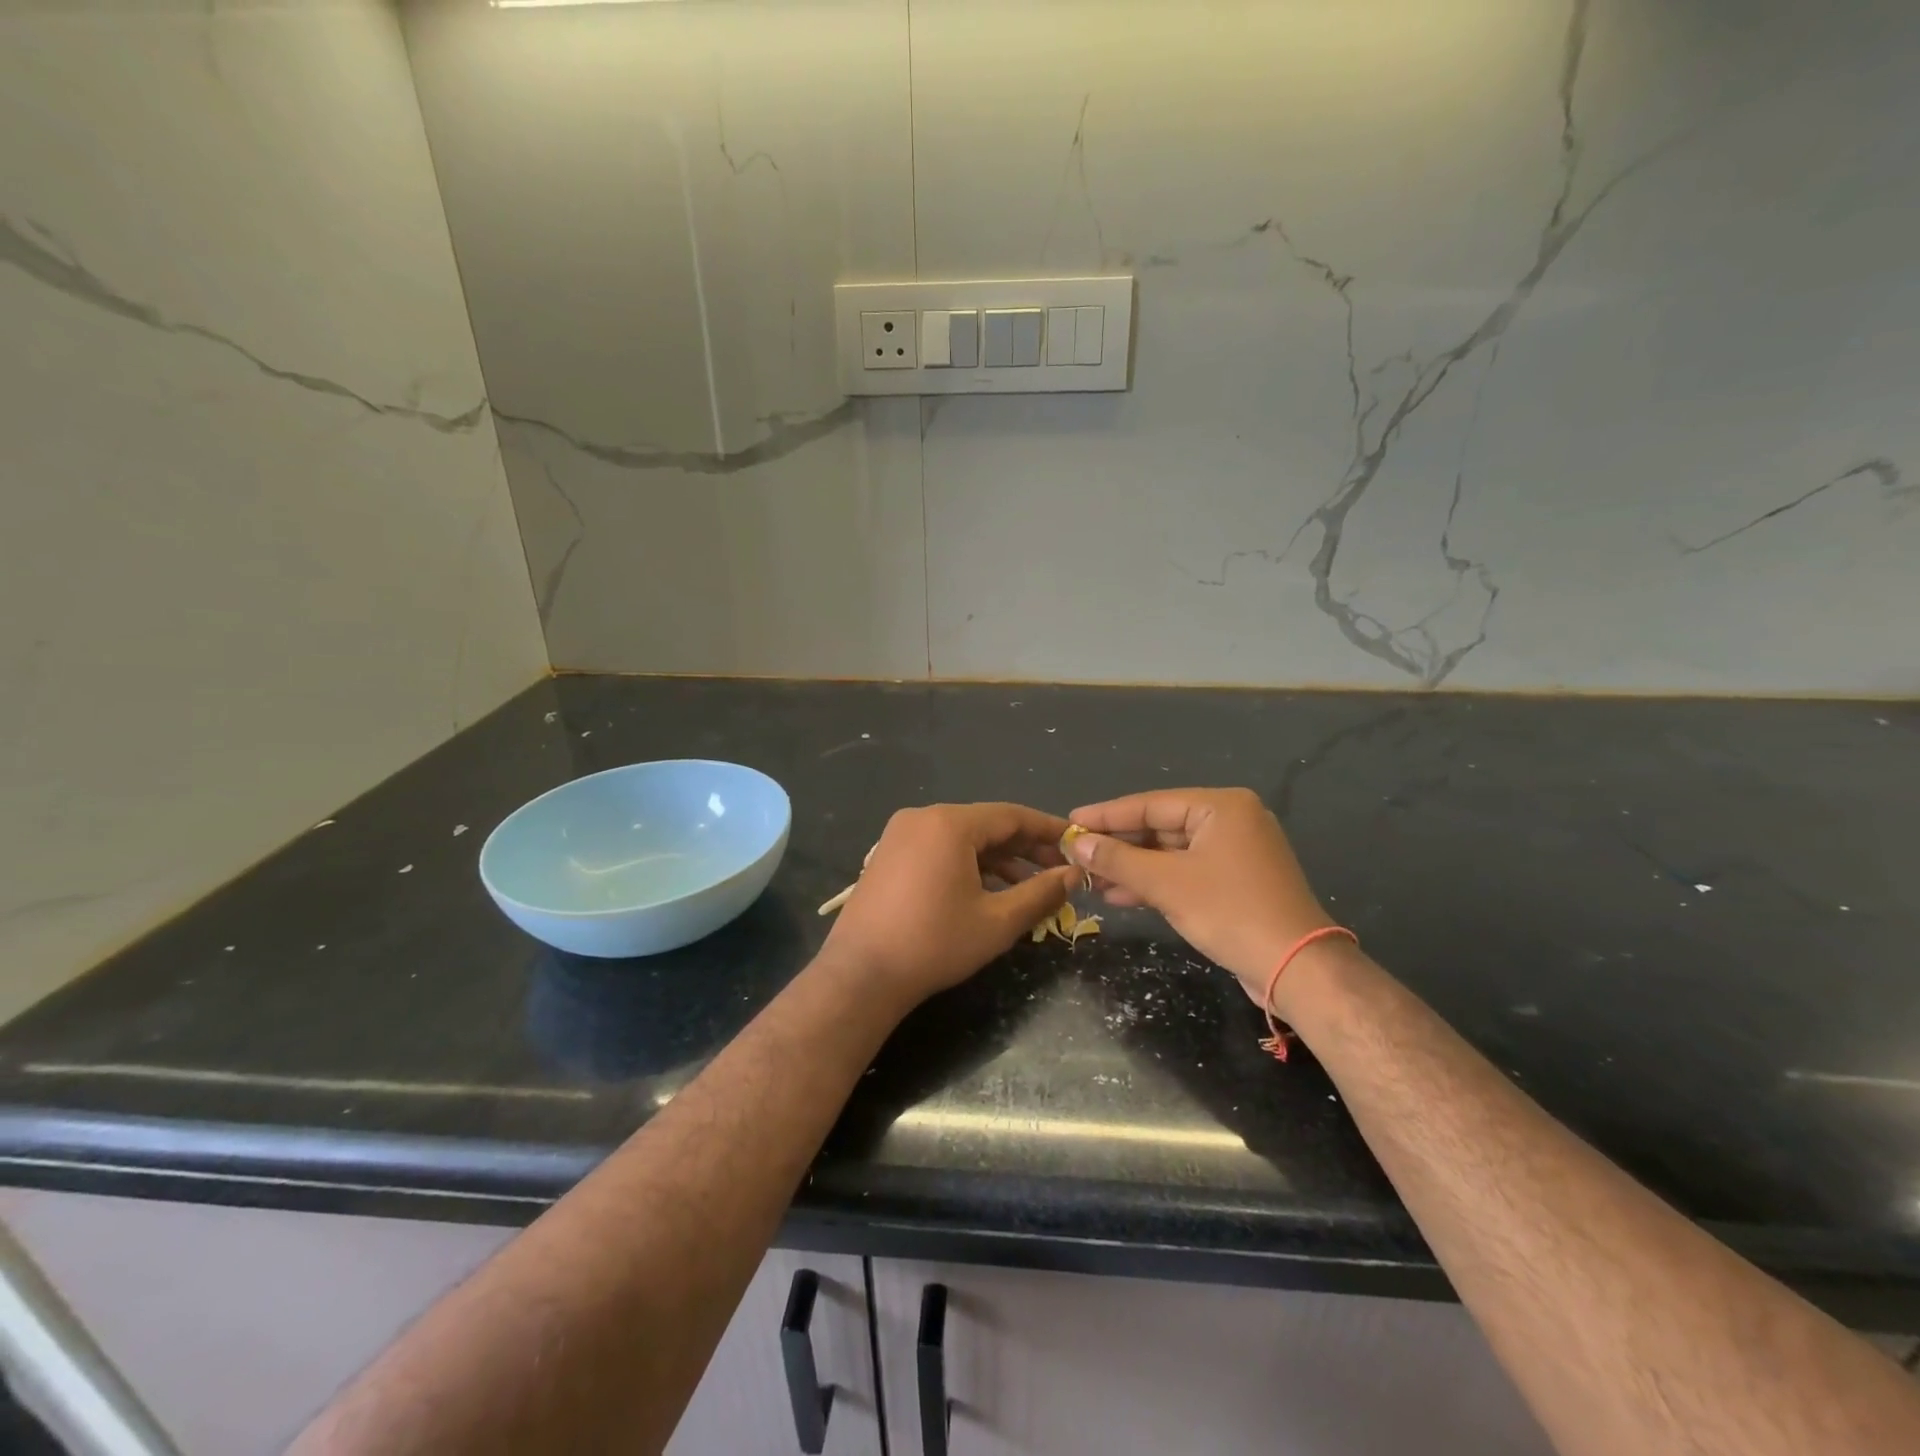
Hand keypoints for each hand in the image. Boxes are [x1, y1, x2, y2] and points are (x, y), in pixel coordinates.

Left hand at [821, 803, 1078, 1007]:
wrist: (861, 975)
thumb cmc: (935, 944)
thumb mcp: (998, 922)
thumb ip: (1041, 893)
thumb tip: (1073, 876)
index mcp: (949, 823)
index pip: (1011, 816)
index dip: (1048, 829)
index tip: (1076, 843)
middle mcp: (923, 818)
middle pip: (986, 824)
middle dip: (1024, 847)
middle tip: (1058, 870)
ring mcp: (900, 835)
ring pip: (962, 839)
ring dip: (997, 859)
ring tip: (1029, 887)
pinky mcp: (887, 856)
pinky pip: (938, 849)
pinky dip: (967, 865)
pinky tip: (988, 891)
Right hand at [1066, 788, 1334, 1000]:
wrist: (1297, 968)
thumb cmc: (1230, 912)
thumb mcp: (1166, 883)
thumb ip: (1118, 859)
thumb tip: (1076, 842)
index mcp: (1221, 807)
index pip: (1150, 804)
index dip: (1106, 815)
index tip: (1070, 822)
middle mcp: (1231, 820)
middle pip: (1160, 826)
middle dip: (1118, 845)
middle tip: (1076, 853)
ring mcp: (1236, 852)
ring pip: (1171, 852)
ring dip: (1132, 867)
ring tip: (1092, 880)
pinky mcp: (1236, 881)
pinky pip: (1186, 871)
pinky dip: (1156, 882)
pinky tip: (1121, 894)